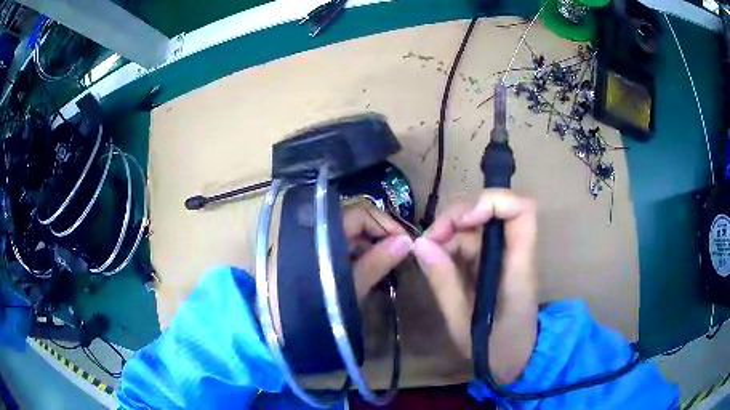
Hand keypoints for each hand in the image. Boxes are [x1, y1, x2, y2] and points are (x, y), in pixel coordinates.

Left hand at [270, 198, 411, 335]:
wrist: (281, 321)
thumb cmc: (317, 302)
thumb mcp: (351, 284)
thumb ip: (378, 261)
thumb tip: (407, 241)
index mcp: (326, 230)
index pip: (362, 212)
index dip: (386, 223)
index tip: (405, 241)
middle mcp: (320, 229)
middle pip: (356, 220)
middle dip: (380, 233)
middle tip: (399, 252)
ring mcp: (317, 242)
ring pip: (350, 234)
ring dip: (371, 245)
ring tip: (387, 263)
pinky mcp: (316, 255)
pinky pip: (342, 246)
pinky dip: (358, 254)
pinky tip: (370, 269)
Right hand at [412, 189, 537, 383]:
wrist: (517, 360)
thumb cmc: (496, 348)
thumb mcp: (463, 324)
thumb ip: (444, 284)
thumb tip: (420, 245)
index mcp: (518, 269)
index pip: (522, 211)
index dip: (493, 201)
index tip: (464, 220)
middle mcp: (515, 254)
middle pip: (494, 210)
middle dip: (457, 217)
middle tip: (429, 241)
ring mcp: (505, 257)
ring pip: (479, 223)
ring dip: (450, 231)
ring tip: (428, 254)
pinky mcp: (494, 263)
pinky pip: (472, 240)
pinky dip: (451, 243)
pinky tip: (437, 260)